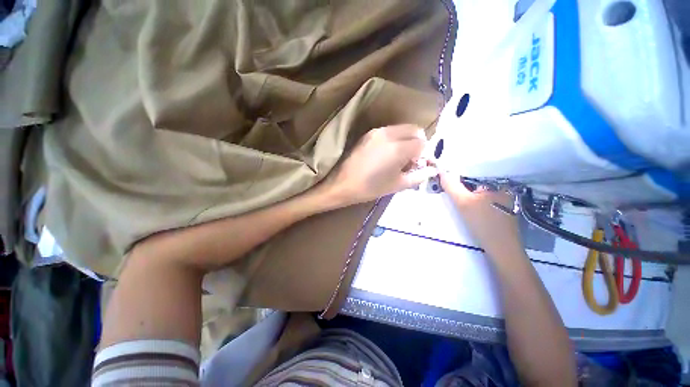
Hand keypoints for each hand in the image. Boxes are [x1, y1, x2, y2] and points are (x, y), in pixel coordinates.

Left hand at [324, 124, 436, 206]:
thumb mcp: (397, 185)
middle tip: (412, 159)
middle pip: (414, 130)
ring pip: (402, 129)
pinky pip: (389, 131)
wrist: (343, 184)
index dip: (424, 154)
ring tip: (399, 157)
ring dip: (407, 139)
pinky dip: (395, 139)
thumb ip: (418, 176)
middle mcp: (389, 134)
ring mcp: (377, 132)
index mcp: (398, 148)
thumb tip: (432, 170)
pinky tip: (388, 153)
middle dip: (418, 143)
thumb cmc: (370, 188)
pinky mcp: (368, 134)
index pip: (422, 143)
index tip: (418, 165)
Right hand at [439, 171, 522, 258]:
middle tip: (453, 194)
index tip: (449, 181)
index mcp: (500, 185)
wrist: (501, 249)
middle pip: (479, 186)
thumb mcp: (463, 202)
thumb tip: (441, 171)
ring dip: (470, 197)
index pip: (477, 175)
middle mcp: (506, 192)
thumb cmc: (483, 222)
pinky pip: (486, 204)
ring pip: (482, 196)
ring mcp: (506, 204)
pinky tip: (471, 212)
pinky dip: (477, 205)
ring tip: (460, 203)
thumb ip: (451, 186)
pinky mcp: (504, 214)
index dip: (461, 177)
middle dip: (465, 189)